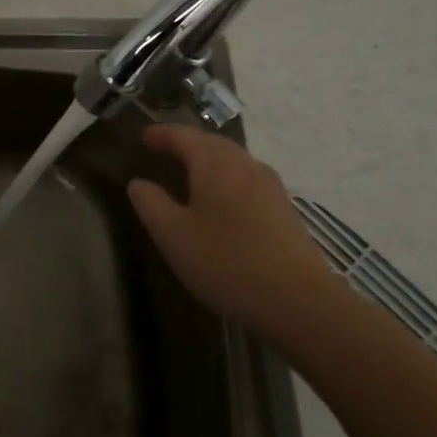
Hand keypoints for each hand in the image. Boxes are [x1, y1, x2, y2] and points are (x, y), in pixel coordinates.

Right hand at [127, 125, 350, 347]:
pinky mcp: (284, 209)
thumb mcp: (173, 236)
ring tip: (189, 175)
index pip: (184, 135)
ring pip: (233, 161)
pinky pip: (247, 180)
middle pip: (212, 143)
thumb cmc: (226, 262)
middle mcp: (246, 165)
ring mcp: (270, 186)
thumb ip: (151, 204)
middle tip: (163, 152)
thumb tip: (138, 182)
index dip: (161, 134)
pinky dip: (226, 179)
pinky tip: (220, 203)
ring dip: (208, 161)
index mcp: (215, 165)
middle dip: (186, 144)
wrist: (299, 301)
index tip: (143, 137)